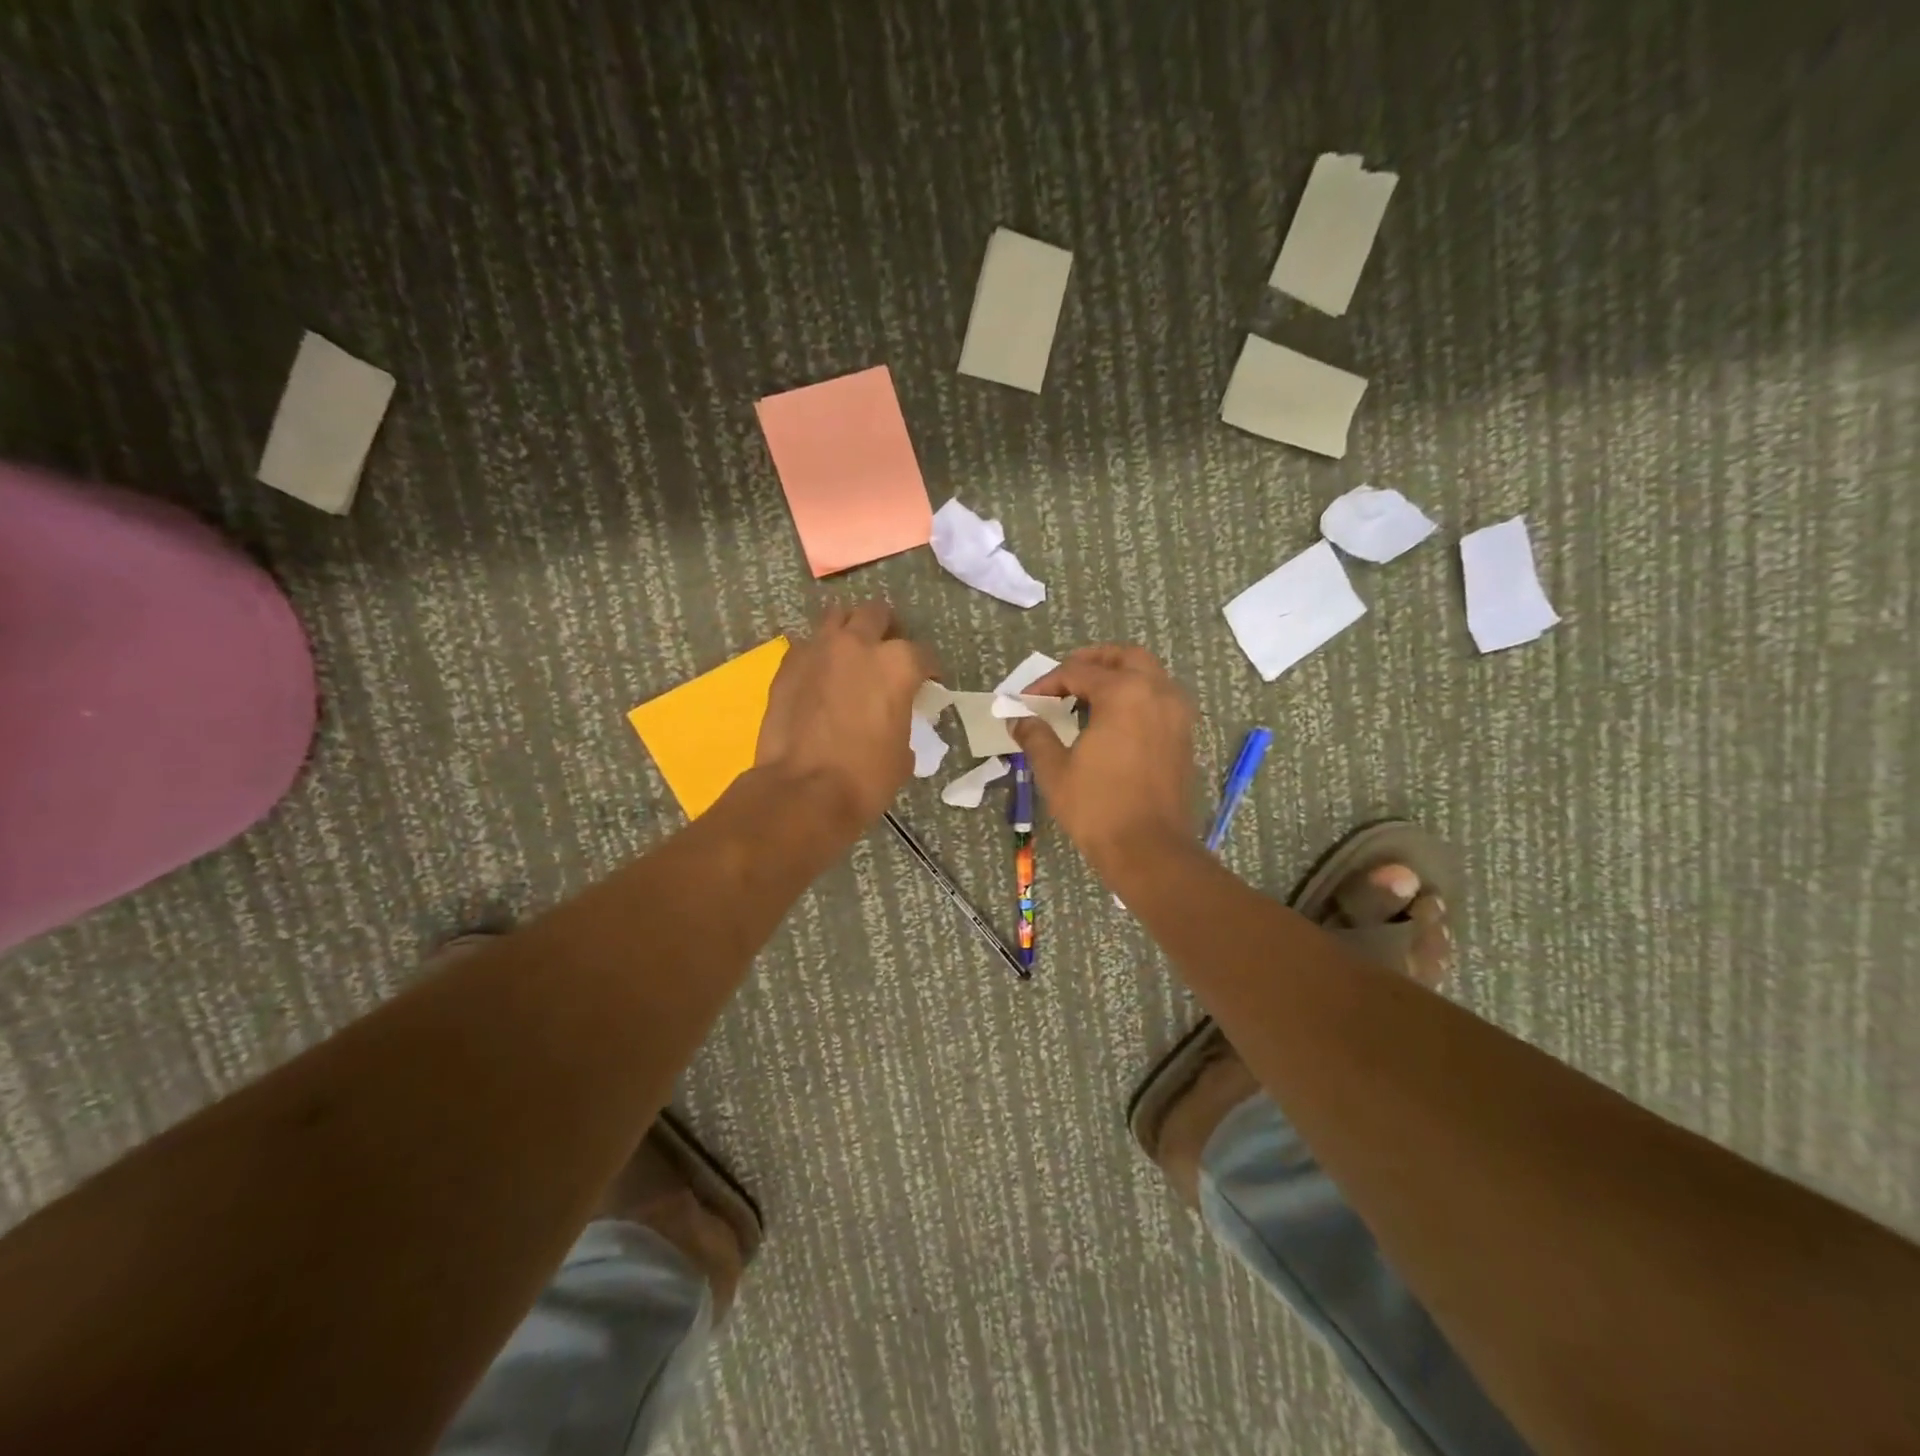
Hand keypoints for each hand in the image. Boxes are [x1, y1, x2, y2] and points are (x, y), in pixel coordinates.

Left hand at [755, 601, 937, 831]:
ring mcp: (818, 650)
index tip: (927, 683)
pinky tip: (820, 677)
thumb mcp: (903, 752)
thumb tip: (893, 718)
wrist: (803, 791)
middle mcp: (858, 644)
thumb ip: (902, 720)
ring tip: (851, 654)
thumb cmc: (865, 777)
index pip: (922, 654)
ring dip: (848, 630)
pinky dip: (818, 655)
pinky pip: (807, 646)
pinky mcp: (787, 665)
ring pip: (837, 617)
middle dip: (886, 629)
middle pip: (876, 615)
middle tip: (887, 654)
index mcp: (897, 664)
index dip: (928, 670)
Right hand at [1010, 645, 1197, 870]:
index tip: (1025, 700)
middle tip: (1066, 676)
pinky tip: (1114, 720)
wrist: (1150, 850)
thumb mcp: (1055, 770)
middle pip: (1125, 657)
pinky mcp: (1184, 736)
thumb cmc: (1098, 807)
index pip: (1078, 672)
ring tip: (1089, 696)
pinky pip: (1160, 698)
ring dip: (1119, 675)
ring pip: (1149, 674)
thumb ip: (1035, 735)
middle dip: (1093, 661)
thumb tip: (1018, 719)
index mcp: (1124, 693)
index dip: (1046, 683)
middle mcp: (1157, 692)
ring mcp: (1177, 714)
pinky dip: (1137, 696)